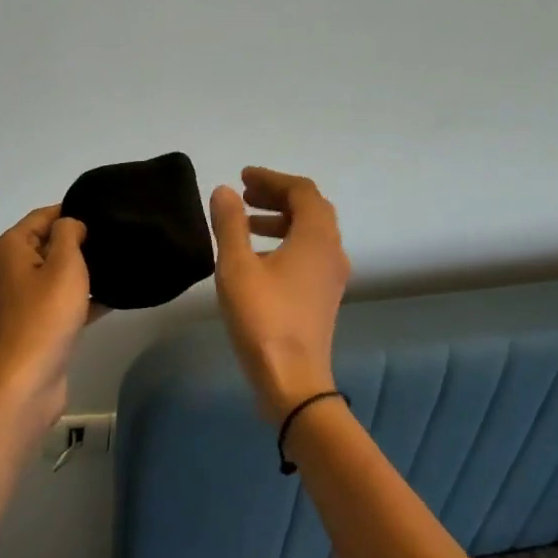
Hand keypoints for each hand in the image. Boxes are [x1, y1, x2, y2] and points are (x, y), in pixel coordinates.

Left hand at [0, 205, 93, 430]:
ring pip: (57, 274)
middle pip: (48, 243)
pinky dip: (82, 298)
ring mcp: (21, 299)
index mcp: (10, 248)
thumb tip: (71, 224)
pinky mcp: (35, 324)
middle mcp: (10, 269)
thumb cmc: (45, 315)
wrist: (27, 381)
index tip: (104, 214)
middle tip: (115, 240)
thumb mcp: (64, 264)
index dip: (71, 212)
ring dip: (83, 272)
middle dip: (79, 242)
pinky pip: (61, 300)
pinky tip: (112, 299)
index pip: (42, 216)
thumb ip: (69, 234)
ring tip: (118, 266)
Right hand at [210, 168, 350, 423]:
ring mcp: (331, 276)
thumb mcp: (237, 267)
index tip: (243, 177)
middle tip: (244, 195)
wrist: (292, 379)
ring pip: (311, 233)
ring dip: (280, 219)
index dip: (272, 179)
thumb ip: (230, 224)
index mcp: (316, 237)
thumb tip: (225, 192)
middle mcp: (332, 251)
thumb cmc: (263, 318)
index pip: (302, 191)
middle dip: (277, 196)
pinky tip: (257, 258)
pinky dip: (285, 242)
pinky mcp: (324, 296)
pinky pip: (309, 254)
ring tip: (246, 223)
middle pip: (311, 209)